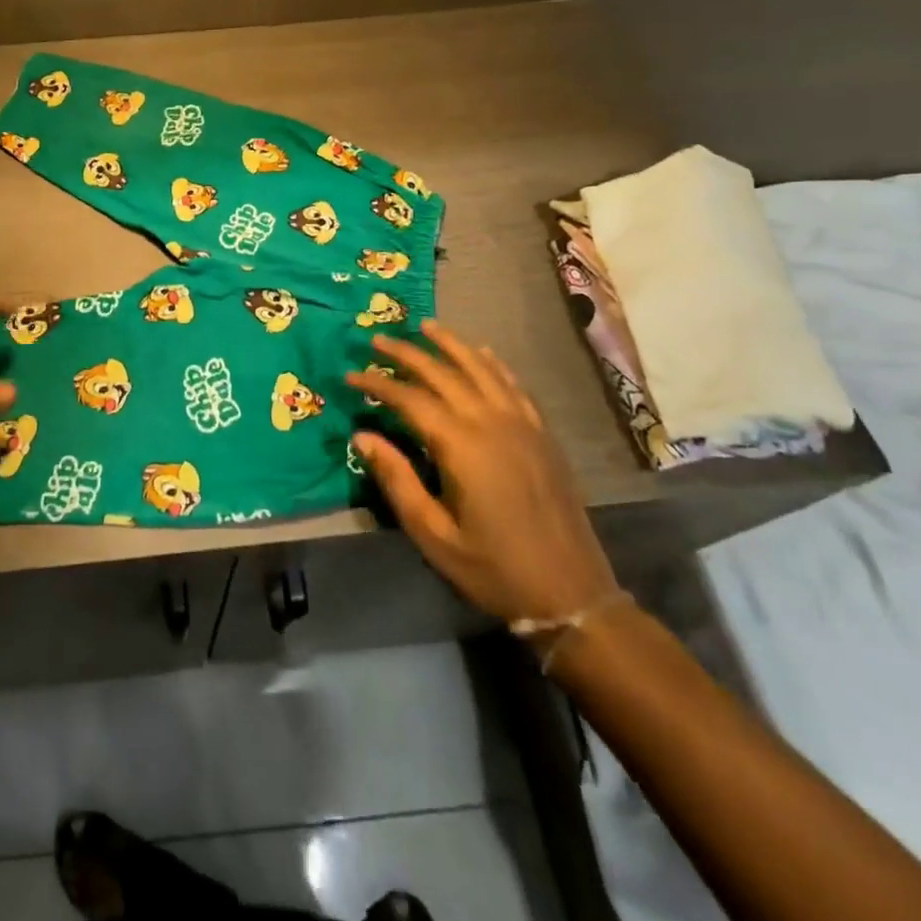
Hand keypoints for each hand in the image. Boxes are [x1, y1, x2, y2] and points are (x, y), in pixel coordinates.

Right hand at [347, 322, 619, 625]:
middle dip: (407, 353)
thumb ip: (397, 480)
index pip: (410, 399)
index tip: (349, 375)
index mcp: (461, 446)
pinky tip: (482, 353)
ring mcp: (522, 425)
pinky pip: (514, 385)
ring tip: (426, 326)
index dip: (377, 384)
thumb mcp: (433, 534)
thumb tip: (362, 436)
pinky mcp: (542, 434)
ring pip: (481, 369)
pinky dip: (493, 364)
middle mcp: (491, 423)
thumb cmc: (493, 568)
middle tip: (377, 339)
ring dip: (451, 344)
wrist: (571, 593)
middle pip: (443, 373)